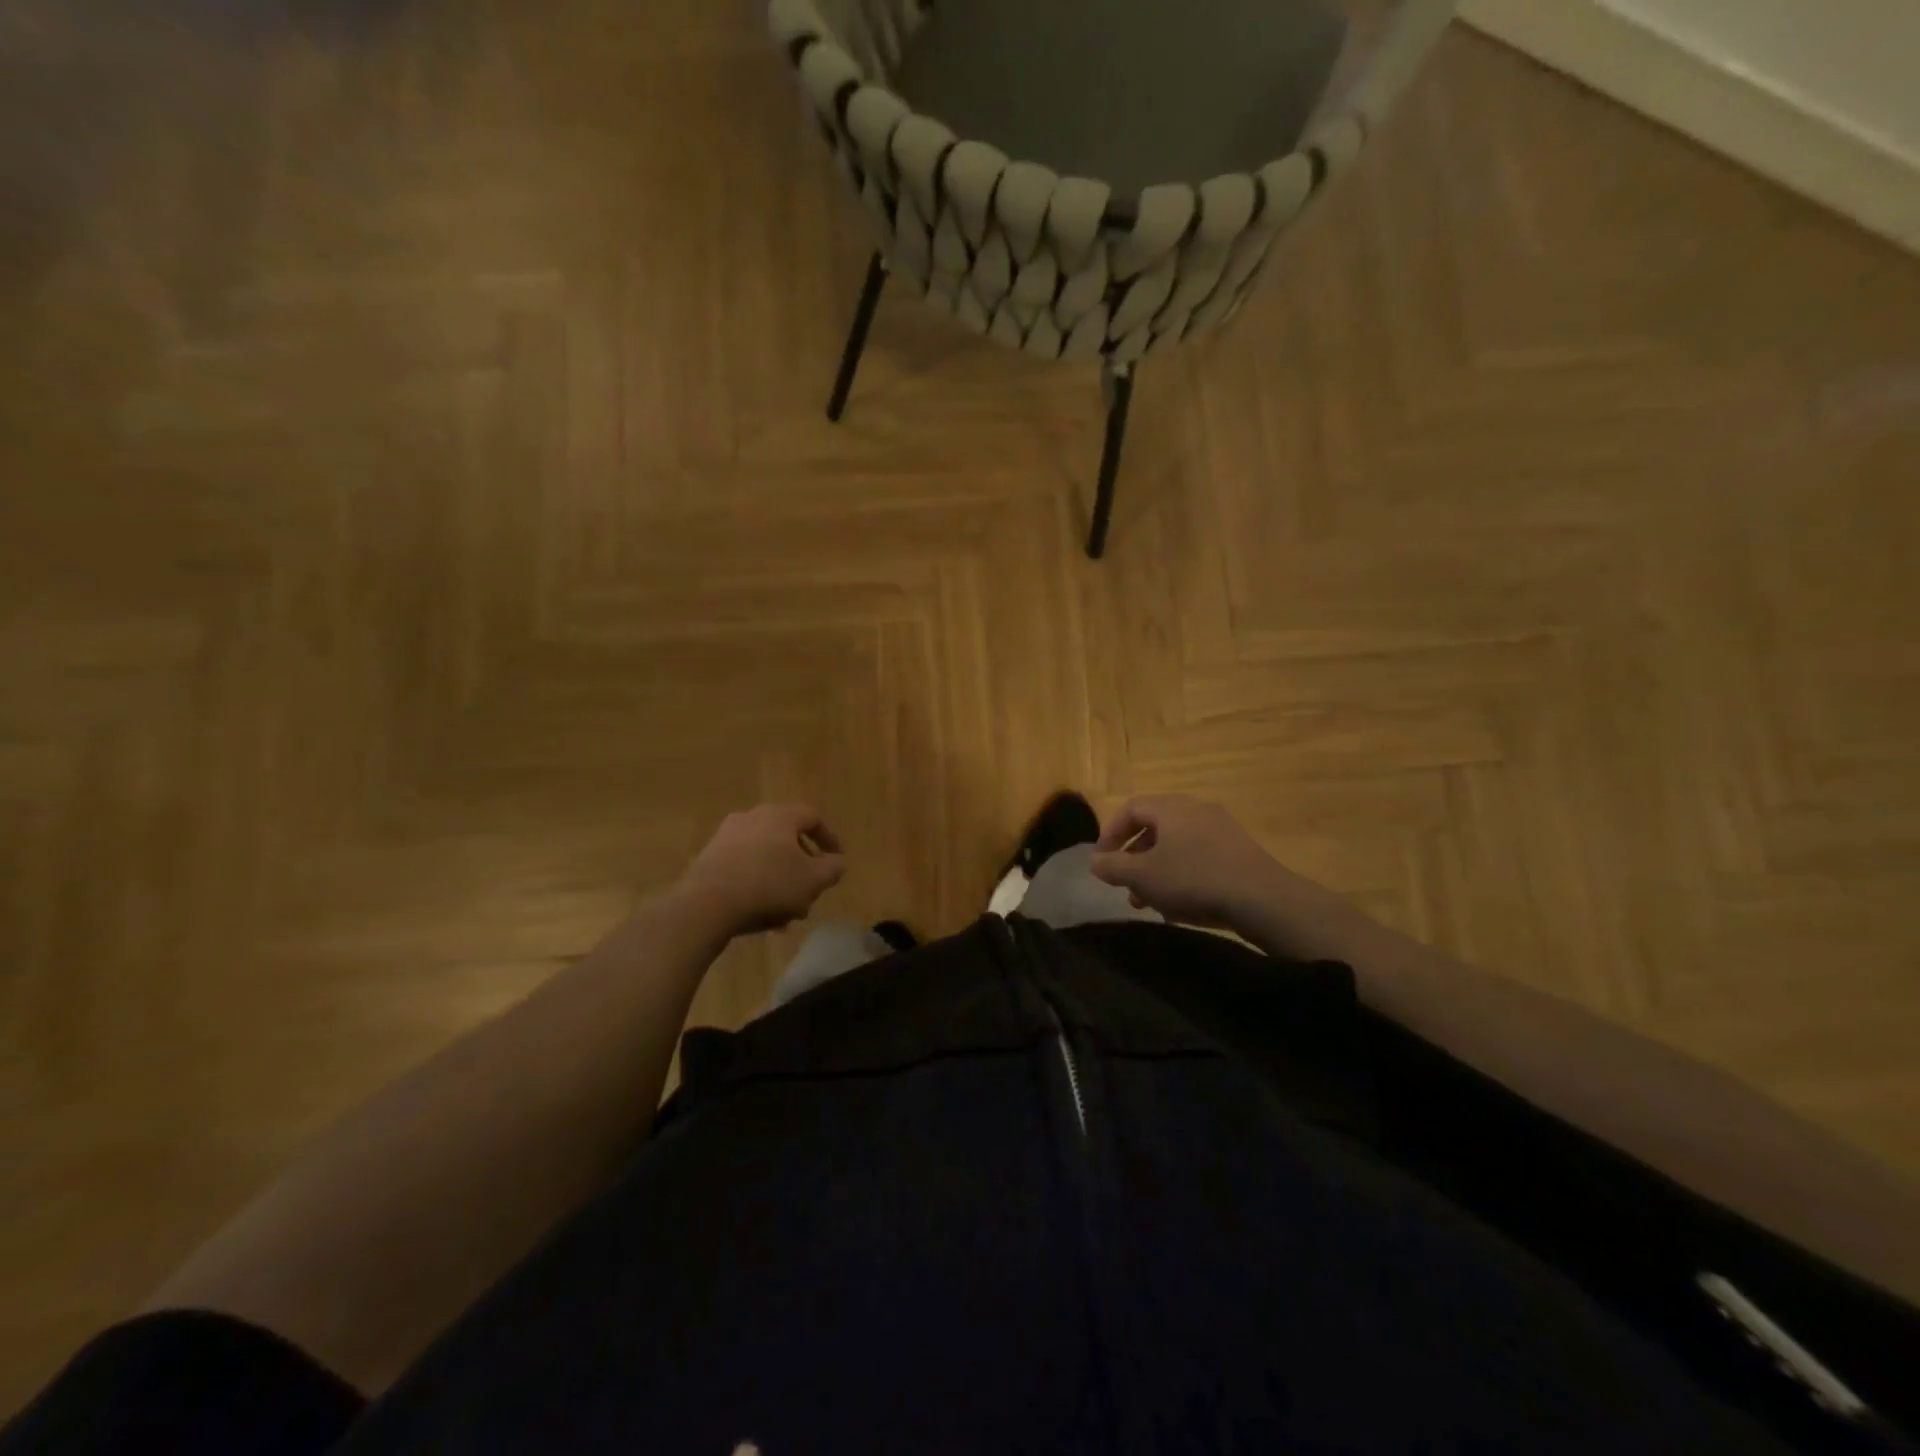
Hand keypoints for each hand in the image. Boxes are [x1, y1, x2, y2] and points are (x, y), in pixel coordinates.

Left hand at [674, 805, 846, 935]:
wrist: (706, 904)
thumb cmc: (769, 884)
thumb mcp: (813, 879)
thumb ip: (833, 868)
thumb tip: (836, 862)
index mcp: (779, 815)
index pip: (812, 818)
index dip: (829, 839)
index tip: (837, 861)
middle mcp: (751, 818)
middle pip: (787, 840)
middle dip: (803, 869)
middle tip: (811, 893)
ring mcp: (726, 838)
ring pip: (765, 859)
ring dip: (781, 882)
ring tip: (788, 914)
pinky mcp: (708, 860)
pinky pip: (743, 870)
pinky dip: (758, 887)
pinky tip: (762, 916)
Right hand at [1090, 796, 1352, 948]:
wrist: (1262, 899)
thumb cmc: (1193, 880)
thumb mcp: (1143, 876)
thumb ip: (1113, 866)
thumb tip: (1095, 861)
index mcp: (1171, 807)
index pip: (1130, 809)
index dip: (1110, 834)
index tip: (1101, 862)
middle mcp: (1196, 809)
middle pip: (1154, 828)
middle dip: (1134, 859)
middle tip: (1124, 886)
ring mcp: (1222, 829)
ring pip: (1177, 846)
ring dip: (1157, 871)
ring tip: (1149, 903)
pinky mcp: (1239, 851)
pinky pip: (1199, 857)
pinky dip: (1182, 875)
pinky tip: (1181, 905)